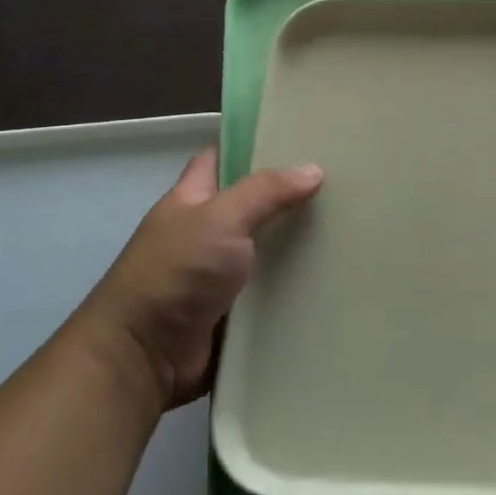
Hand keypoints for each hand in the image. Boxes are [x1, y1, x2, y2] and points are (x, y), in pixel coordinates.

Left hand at [71, 149, 322, 409]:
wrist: (144, 356)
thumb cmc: (175, 273)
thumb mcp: (220, 218)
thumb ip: (265, 191)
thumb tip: (314, 169)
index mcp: (191, 199)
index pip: (221, 158)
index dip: (253, 145)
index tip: (299, 137)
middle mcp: (204, 232)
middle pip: (251, 204)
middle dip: (289, 195)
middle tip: (342, 184)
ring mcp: (218, 274)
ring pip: (266, 249)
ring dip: (299, 244)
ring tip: (351, 228)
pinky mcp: (234, 311)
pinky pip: (272, 291)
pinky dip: (296, 286)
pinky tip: (335, 277)